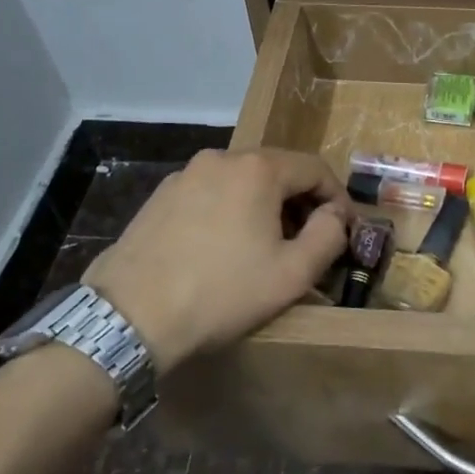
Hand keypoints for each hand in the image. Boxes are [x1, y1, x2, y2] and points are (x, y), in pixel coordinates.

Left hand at [84, 149, 351, 369]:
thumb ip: (329, 236)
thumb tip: (335, 214)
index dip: (337, 197)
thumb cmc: (222, 293)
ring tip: (267, 247)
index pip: (315, 168)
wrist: (130, 315)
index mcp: (258, 169)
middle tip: (309, 241)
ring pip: (242, 181)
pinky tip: (224, 248)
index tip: (343, 229)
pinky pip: (211, 194)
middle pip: (277, 170)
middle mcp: (222, 158)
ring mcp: (186, 174)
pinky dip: (230, 211)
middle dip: (300, 202)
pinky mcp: (160, 196)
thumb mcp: (292, 273)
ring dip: (265, 206)